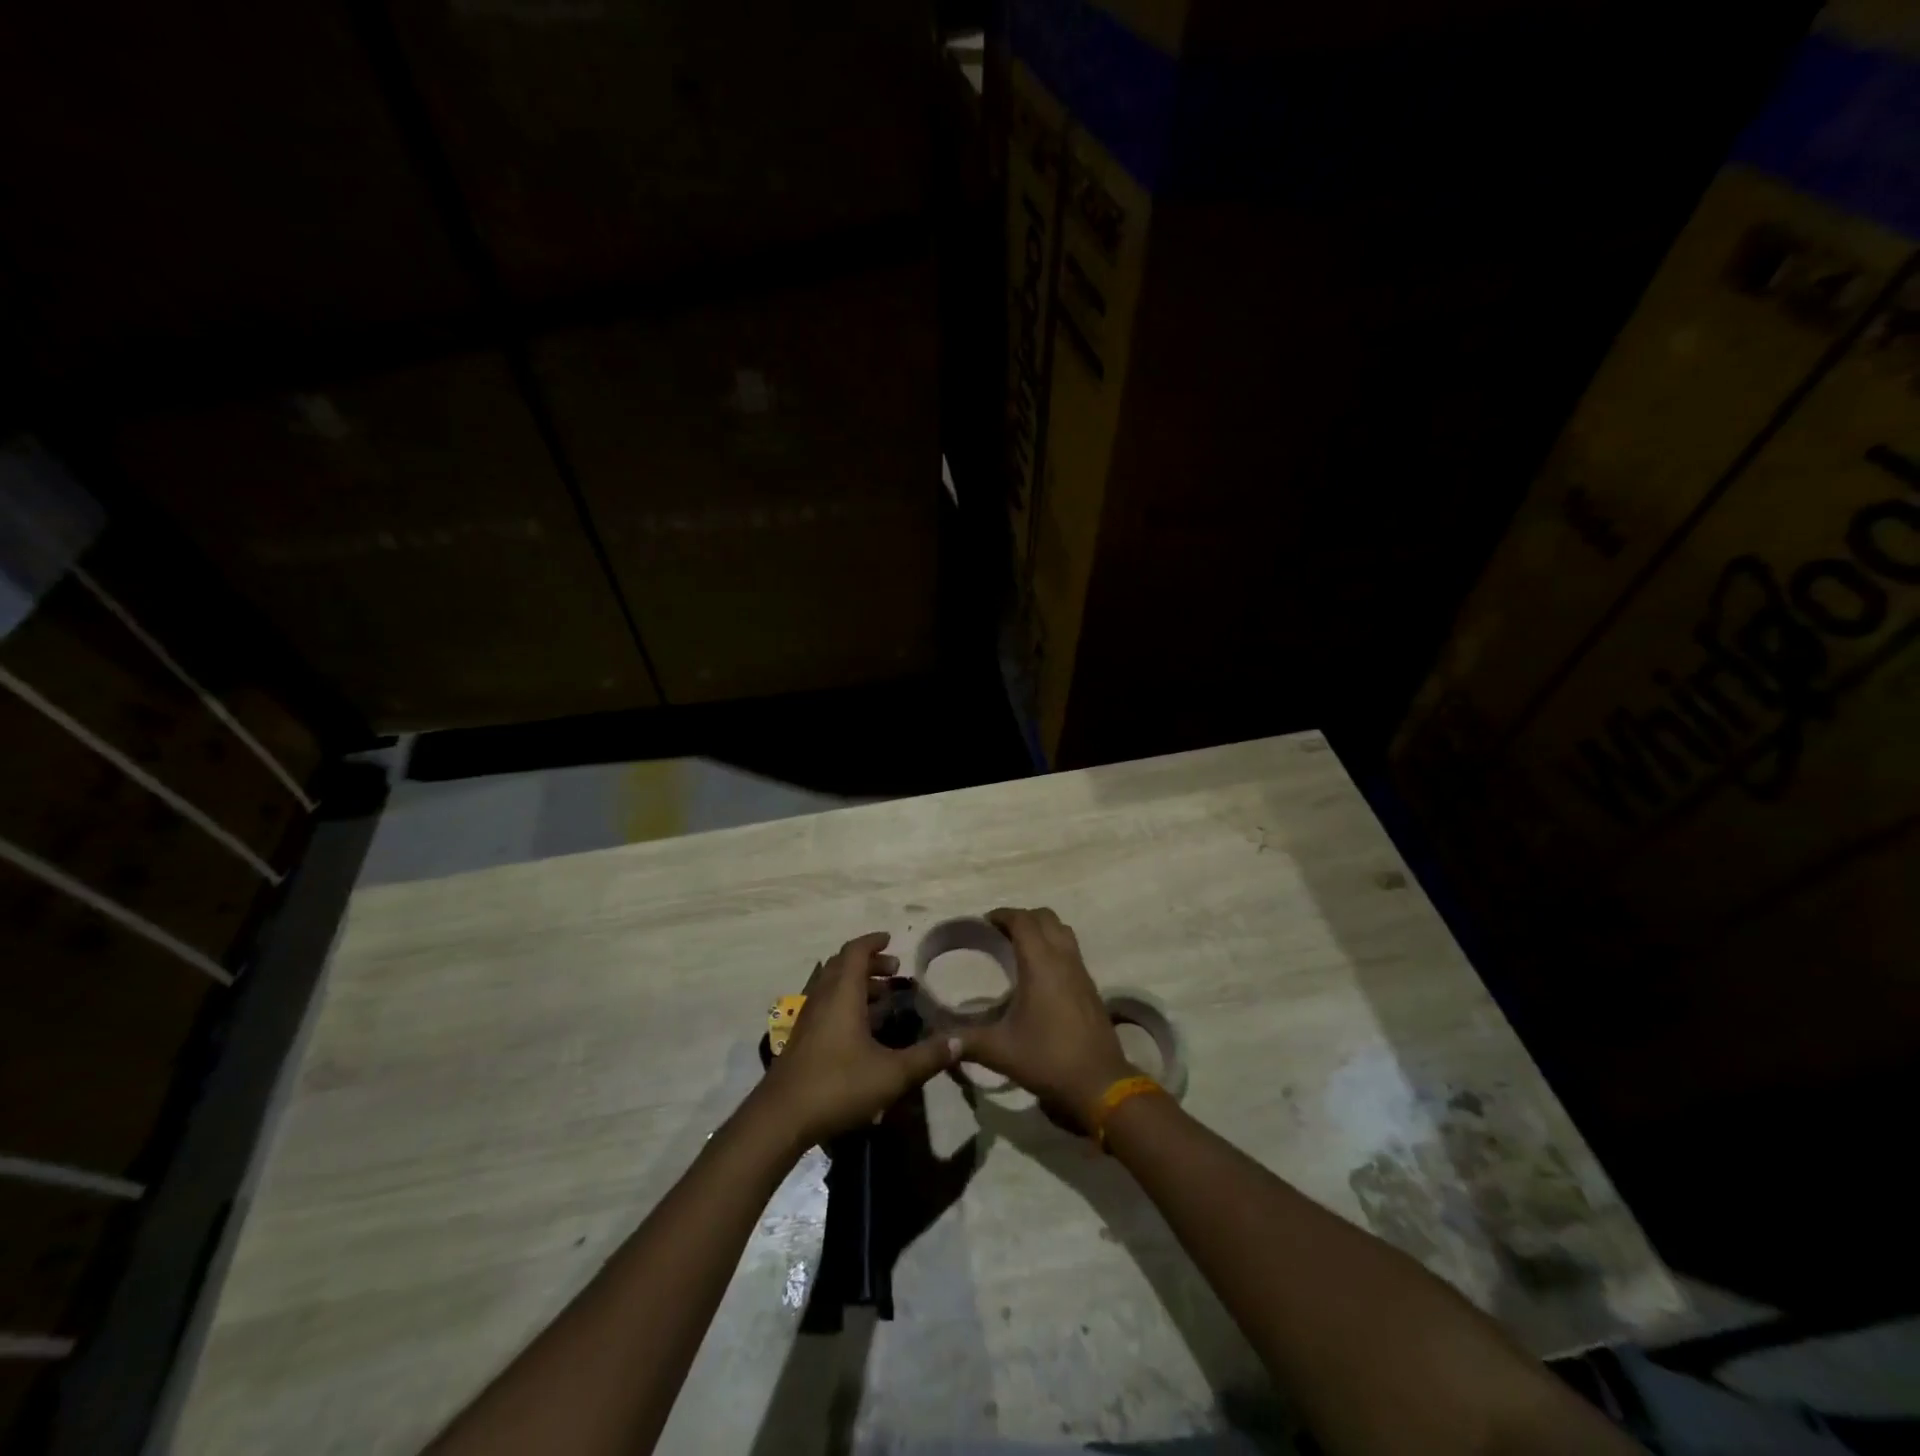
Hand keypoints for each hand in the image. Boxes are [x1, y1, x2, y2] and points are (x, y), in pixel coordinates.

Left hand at [758, 932, 959, 1147]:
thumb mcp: (892, 1074)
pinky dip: (844, 1002)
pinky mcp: (801, 1039)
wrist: (781, 1118)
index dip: (873, 942)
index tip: (891, 940)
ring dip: (856, 984)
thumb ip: (927, 1057)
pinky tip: (860, 1029)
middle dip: (869, 963)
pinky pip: (825, 1005)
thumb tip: (960, 1041)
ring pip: (832, 986)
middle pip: (843, 965)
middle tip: (894, 972)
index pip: (856, 951)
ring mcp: (808, 1019)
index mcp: (843, 994)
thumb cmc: (838, 1085)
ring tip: (882, 998)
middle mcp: (823, 998)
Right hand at [959, 908, 1133, 1129]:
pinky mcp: (1090, 986)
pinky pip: (1071, 950)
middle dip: (1022, 918)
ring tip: (1020, 946)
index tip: (983, 922)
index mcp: (1041, 964)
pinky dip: (1054, 946)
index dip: (1002, 915)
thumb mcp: (1000, 1051)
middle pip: (1045, 917)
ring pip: (1062, 931)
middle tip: (1000, 933)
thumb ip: (966, 1041)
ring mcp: (1081, 971)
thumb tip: (940, 1040)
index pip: (1023, 921)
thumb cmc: (1048, 1059)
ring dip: (1041, 929)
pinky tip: (1040, 973)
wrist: (1100, 1083)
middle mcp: (1063, 959)